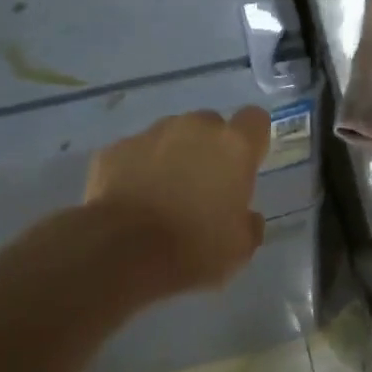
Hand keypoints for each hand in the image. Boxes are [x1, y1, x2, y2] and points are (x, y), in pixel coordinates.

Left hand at [84, 108, 271, 293]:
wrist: (120, 252)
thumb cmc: (192, 248)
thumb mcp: (238, 249)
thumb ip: (249, 223)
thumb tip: (246, 216)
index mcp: (233, 146)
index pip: (255, 119)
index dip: (251, 140)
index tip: (244, 165)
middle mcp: (195, 128)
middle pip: (210, 125)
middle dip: (209, 148)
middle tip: (203, 186)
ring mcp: (152, 134)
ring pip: (171, 135)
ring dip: (173, 156)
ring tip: (162, 194)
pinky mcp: (116, 148)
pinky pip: (136, 153)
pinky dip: (137, 169)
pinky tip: (132, 200)